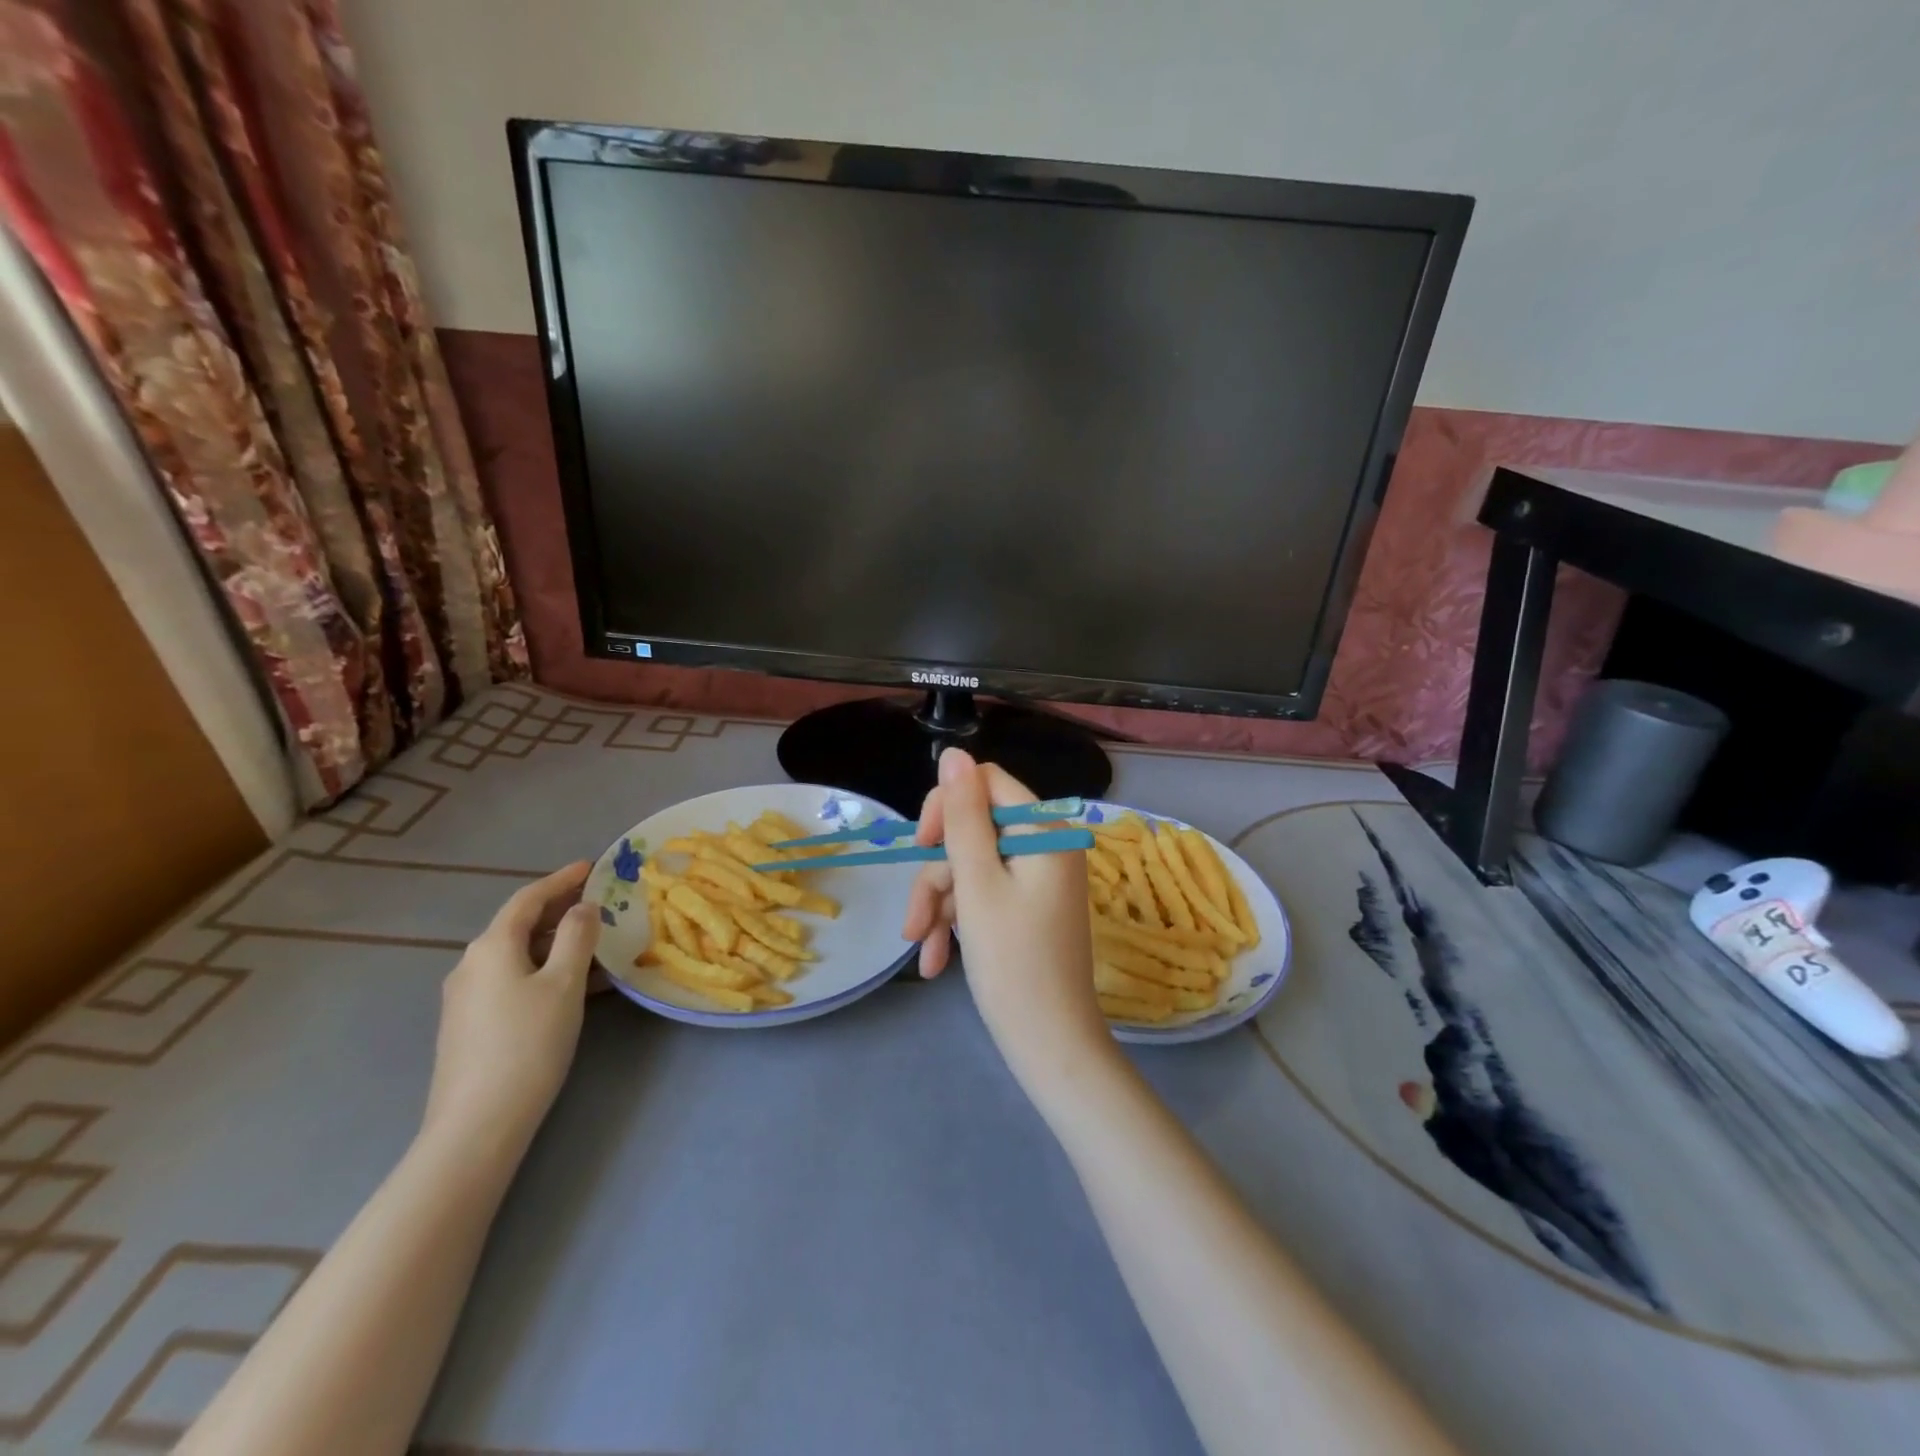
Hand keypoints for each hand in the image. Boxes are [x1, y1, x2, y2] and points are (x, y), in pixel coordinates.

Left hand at [421, 862, 599, 1160]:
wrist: (476, 1125)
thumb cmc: (528, 1043)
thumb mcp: (564, 983)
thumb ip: (577, 936)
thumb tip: (582, 908)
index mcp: (492, 946)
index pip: (528, 898)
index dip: (561, 880)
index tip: (591, 867)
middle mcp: (471, 964)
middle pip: (519, 925)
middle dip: (560, 911)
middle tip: (599, 904)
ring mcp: (465, 997)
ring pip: (518, 955)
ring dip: (556, 944)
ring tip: (596, 946)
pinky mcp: (469, 1025)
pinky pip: (512, 980)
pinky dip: (544, 970)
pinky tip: (572, 987)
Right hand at [902, 749, 1111, 1084]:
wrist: (1050, 1046)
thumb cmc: (1013, 964)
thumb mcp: (977, 884)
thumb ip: (963, 816)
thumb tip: (954, 753)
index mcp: (1045, 832)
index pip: (985, 784)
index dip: (946, 808)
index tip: (922, 847)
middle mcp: (1046, 846)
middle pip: (972, 831)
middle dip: (937, 876)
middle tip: (913, 922)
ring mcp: (1038, 878)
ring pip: (971, 867)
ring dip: (939, 906)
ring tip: (921, 951)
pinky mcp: (1029, 906)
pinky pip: (984, 895)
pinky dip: (957, 922)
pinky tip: (935, 961)